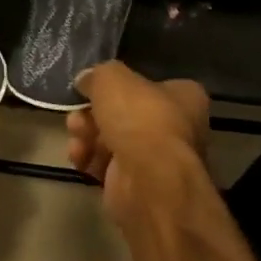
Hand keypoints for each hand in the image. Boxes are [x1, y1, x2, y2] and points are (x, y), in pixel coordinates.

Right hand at [69, 62, 210, 221]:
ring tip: (76, 137)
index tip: (92, 88)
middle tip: (76, 116)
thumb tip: (86, 80)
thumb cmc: (140, 119)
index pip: (148, 85)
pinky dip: (90, 160)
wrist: (148, 180)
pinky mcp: (138, 185)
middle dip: (93, 114)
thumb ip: (98, 75)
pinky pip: (107, 166)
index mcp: (184, 97)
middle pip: (124, 114)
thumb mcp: (112, 78)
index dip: (118, 86)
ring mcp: (158, 159)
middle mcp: (176, 127)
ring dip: (87, 136)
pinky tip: (80, 157)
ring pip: (111, 140)